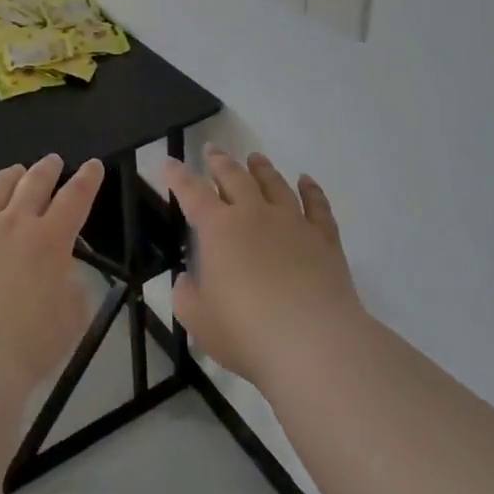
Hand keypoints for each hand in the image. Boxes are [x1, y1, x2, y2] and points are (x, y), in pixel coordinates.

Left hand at [0, 153, 102, 391]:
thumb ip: (73, 288)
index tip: (93, 165)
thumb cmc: (28, 347)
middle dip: (47, 168)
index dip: (87, 179)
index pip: (75, 198)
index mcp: (50, 241)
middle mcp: (13, 224)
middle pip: (34, 183)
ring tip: (15, 171)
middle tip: (53, 161)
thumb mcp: (72, 320)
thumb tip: (64, 271)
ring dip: (9, 175)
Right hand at [168, 147, 365, 388]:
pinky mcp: (324, 239)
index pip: (192, 193)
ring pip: (275, 184)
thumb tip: (187, 280)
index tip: (169, 161)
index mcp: (219, 229)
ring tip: (255, 158)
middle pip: (235, 177)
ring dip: (262, 169)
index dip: (178, 176)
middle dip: (220, 162)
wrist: (313, 343)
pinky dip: (311, 189)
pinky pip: (317, 205)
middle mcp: (255, 215)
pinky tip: (306, 181)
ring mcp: (293, 223)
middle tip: (213, 151)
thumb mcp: (199, 320)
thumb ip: (187, 296)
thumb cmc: (246, 333)